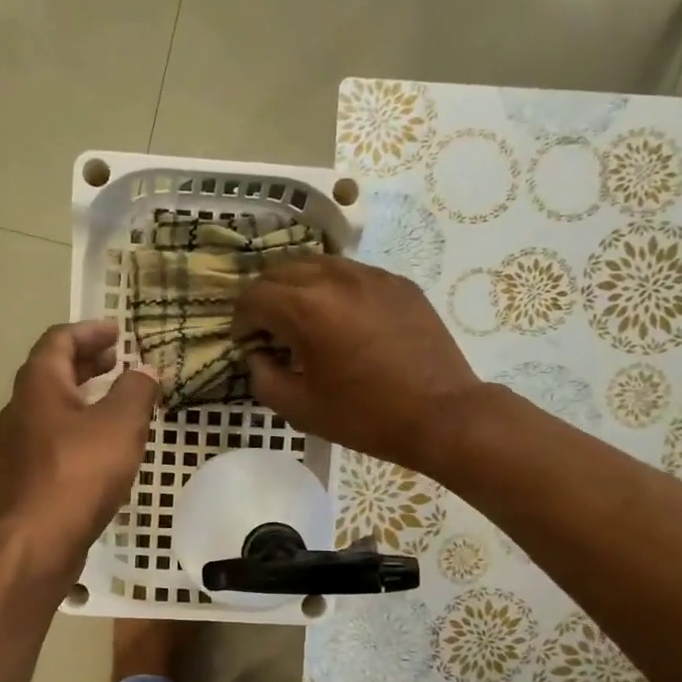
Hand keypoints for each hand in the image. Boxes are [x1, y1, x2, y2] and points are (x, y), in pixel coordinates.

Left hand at [0, 321, 157, 578]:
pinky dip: (77, 425)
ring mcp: (18, 444)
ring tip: (114, 399)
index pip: (59, 340)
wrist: (39, 540)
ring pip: (51, 406)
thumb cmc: (80, 473)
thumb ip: (136, 391)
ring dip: (82, 394)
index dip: (90, 331)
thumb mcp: (121, 424)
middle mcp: (20, 407)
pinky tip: (100, 444)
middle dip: (86, 361)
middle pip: (52, 371)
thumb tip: (144, 370)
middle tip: (117, 359)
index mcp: (39, 384)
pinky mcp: (25, 474)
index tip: (117, 331)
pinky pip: (52, 435)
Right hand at [232, 256, 481, 470]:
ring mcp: (371, 275)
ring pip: (316, 265)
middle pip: (280, 272)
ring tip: (303, 322)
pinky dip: (333, 291)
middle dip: (266, 300)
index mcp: (307, 308)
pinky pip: (351, 274)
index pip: (254, 296)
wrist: (440, 414)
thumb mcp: (299, 408)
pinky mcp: (397, 283)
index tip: (247, 345)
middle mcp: (335, 278)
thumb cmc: (364, 416)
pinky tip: (342, 322)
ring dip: (298, 289)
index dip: (241, 322)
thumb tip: (258, 355)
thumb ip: (263, 377)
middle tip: (270, 332)